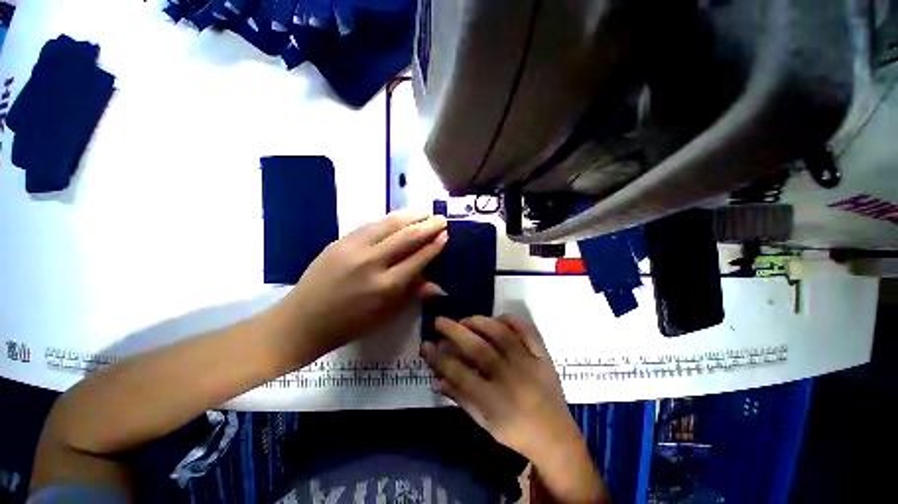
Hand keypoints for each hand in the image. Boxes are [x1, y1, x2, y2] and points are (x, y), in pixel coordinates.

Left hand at [275, 211, 447, 359]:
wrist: (303, 321)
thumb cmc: (350, 324)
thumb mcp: (386, 314)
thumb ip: (413, 293)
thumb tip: (440, 286)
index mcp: (386, 286)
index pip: (418, 258)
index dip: (435, 245)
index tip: (446, 234)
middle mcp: (372, 263)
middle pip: (407, 237)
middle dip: (428, 225)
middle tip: (441, 219)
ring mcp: (353, 249)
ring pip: (389, 224)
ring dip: (410, 215)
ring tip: (425, 211)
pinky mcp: (340, 241)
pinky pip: (370, 224)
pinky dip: (389, 219)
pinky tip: (399, 216)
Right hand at [423, 315, 607, 503]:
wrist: (556, 437)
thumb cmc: (516, 433)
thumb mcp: (484, 424)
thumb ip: (461, 399)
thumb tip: (438, 378)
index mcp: (495, 402)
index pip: (459, 374)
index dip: (439, 358)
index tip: (425, 345)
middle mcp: (511, 379)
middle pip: (478, 349)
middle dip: (454, 332)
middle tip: (439, 321)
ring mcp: (530, 364)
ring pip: (501, 334)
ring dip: (479, 322)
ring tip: (465, 320)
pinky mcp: (543, 356)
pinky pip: (527, 331)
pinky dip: (511, 320)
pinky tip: (497, 318)